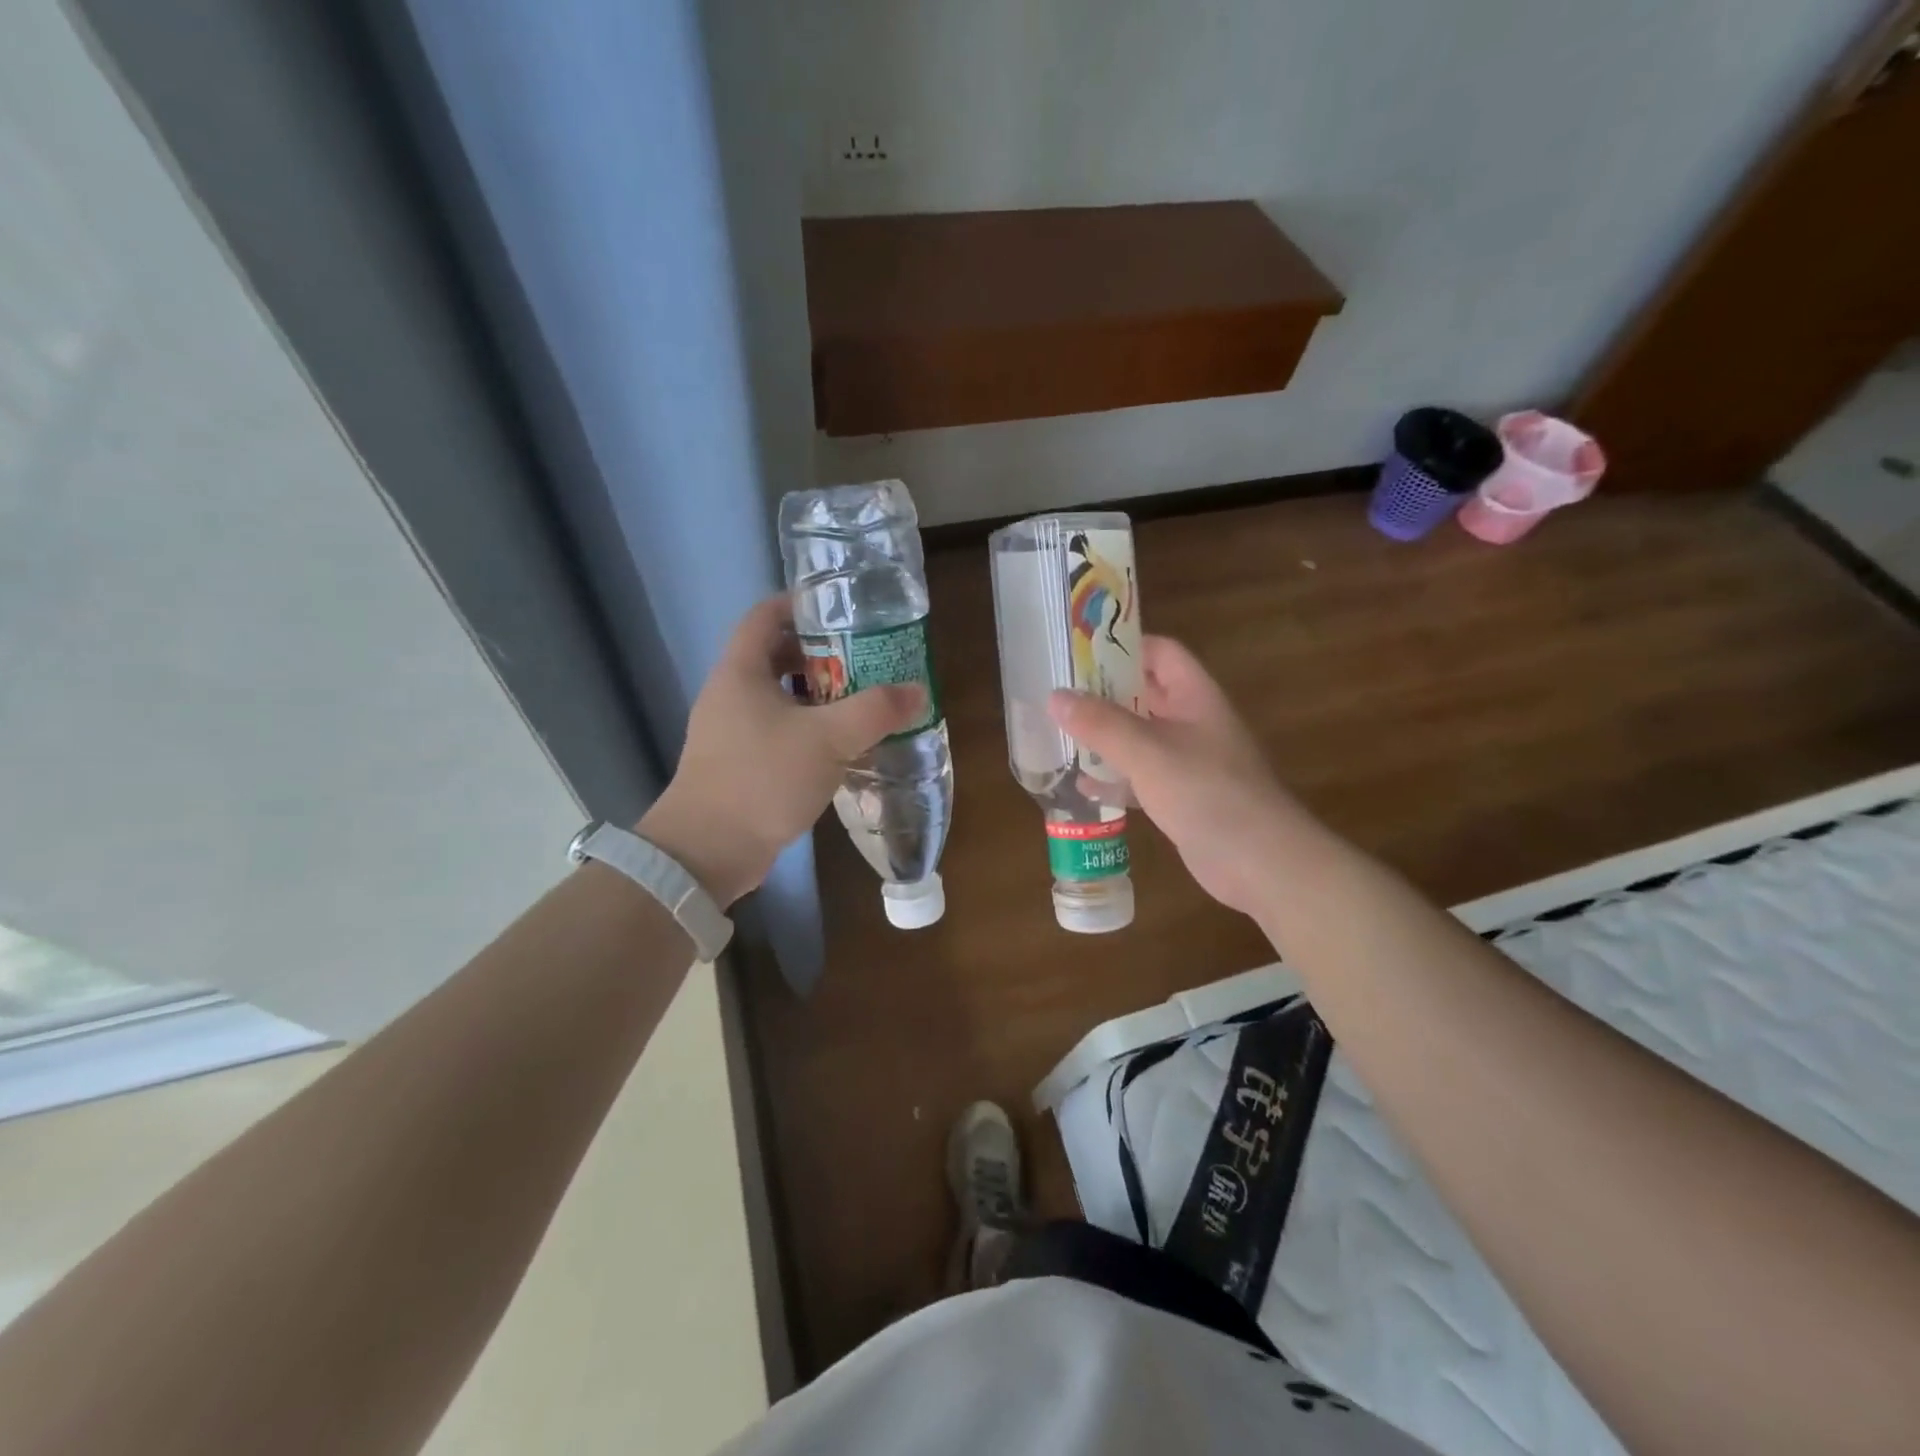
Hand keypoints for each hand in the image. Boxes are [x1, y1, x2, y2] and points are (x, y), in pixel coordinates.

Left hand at [637, 597, 923, 906]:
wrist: (708, 851)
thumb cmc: (763, 778)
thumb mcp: (828, 739)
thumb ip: (875, 711)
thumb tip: (917, 691)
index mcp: (741, 671)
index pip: (765, 615)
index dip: (800, 604)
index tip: (841, 610)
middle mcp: (730, 694)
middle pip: (775, 656)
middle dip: (820, 654)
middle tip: (863, 659)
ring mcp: (730, 731)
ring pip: (778, 697)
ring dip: (816, 696)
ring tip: (859, 701)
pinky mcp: (739, 764)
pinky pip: (777, 731)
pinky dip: (807, 729)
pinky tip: (839, 747)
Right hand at [1048, 636, 1310, 918]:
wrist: (1260, 862)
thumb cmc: (1206, 792)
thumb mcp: (1147, 752)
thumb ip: (1100, 723)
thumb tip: (1055, 696)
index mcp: (1195, 697)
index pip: (1161, 653)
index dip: (1125, 647)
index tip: (1081, 654)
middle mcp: (1193, 723)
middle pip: (1145, 695)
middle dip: (1105, 694)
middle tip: (1059, 695)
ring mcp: (1189, 762)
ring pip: (1140, 738)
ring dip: (1106, 737)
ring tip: (1062, 735)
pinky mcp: (1182, 798)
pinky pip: (1141, 778)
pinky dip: (1115, 778)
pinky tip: (1084, 786)